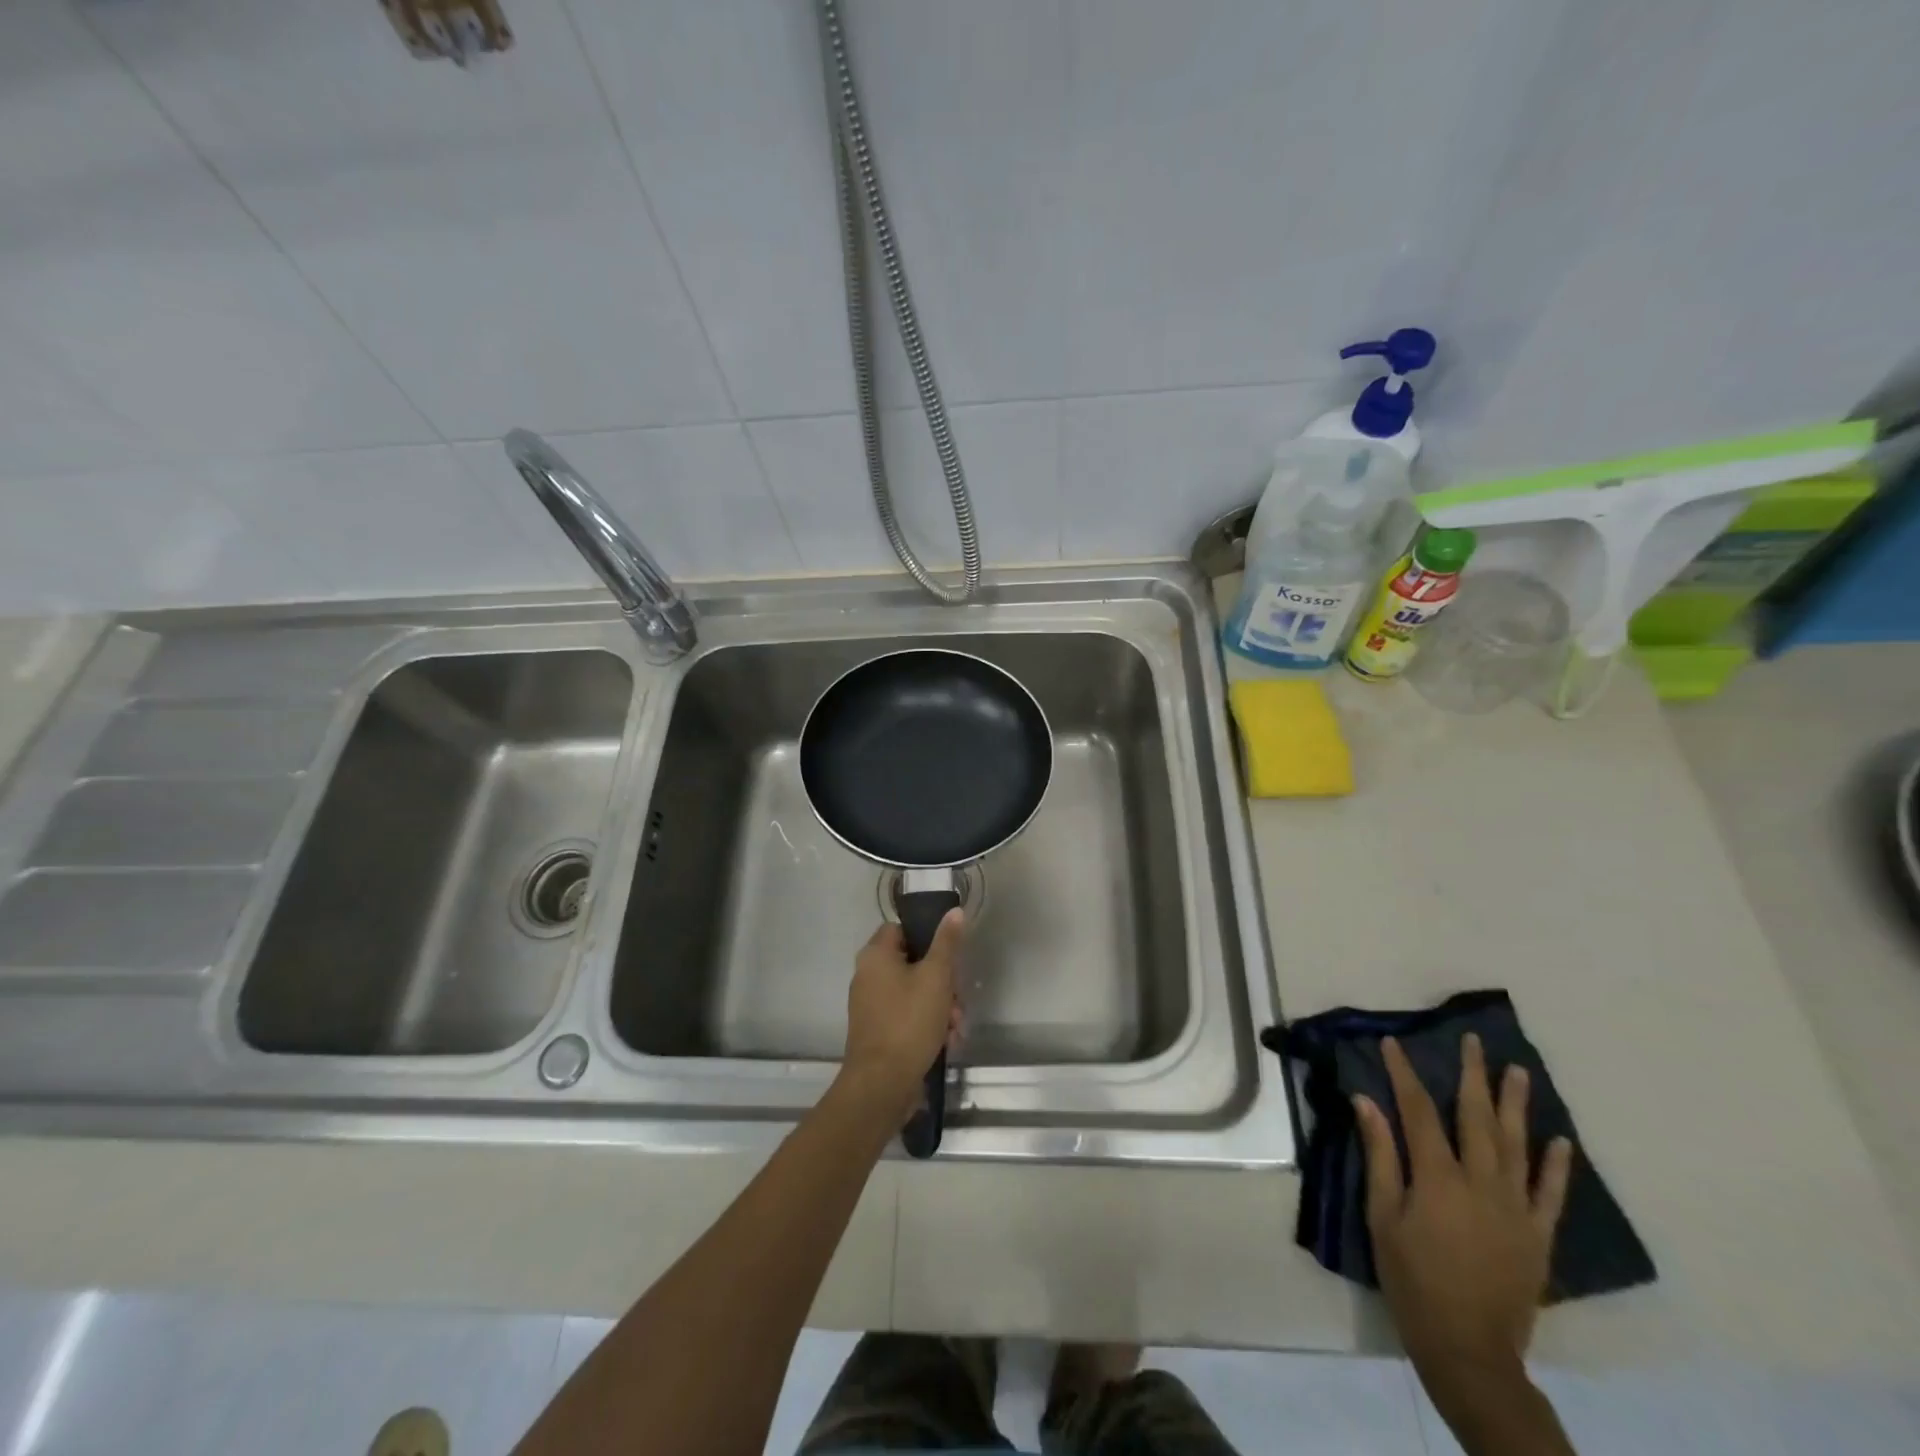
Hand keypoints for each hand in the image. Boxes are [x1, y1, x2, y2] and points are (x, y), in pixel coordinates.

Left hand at [841, 914, 962, 1121]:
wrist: (882, 1084)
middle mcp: (867, 975)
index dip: (927, 937)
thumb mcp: (936, 977)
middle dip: (942, 982)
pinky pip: (906, 1015)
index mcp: (875, 955)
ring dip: (940, 1006)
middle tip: (957, 999)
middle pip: (912, 963)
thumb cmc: (909, 1021)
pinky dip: (927, 1024)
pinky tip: (946, 1041)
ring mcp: (870, 1005)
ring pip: (914, 992)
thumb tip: (954, 911)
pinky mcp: (877, 1031)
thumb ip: (947, 942)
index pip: (901, 929)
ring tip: (955, 1027)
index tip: (948, 955)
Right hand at [1355, 1034, 1572, 1388]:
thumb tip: (1365, 1102)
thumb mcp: (1382, 1216)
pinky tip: (1560, 1140)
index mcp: (1438, 1178)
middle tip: (1473, 1040)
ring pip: (1517, 1145)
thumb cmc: (1412, 1279)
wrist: (1469, 1349)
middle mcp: (1481, 1183)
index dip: (1404, 1074)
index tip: (1393, 1044)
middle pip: (1476, 1118)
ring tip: (1517, 1070)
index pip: (1418, 1111)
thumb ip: (1380, 1156)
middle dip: (1472, 1075)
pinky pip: (1551, 1194)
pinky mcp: (1538, 1235)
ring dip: (1516, 1105)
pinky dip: (1557, 1165)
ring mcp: (1516, 1209)